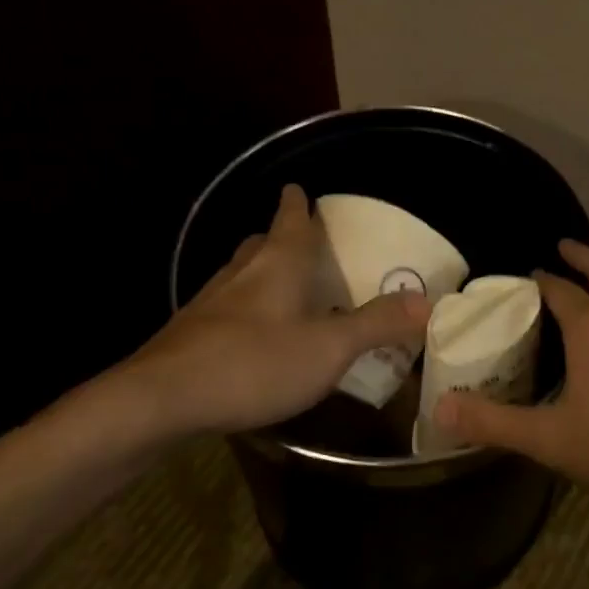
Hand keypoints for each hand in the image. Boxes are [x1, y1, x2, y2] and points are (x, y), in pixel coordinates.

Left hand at [132, 183, 430, 436]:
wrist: (162, 399)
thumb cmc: (254, 363)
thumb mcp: (328, 348)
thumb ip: (376, 324)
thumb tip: (427, 301)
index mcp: (277, 264)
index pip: (290, 219)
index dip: (297, 203)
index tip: (299, 189)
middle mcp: (241, 273)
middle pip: (261, 242)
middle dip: (279, 237)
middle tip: (301, 243)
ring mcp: (209, 302)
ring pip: (240, 273)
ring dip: (260, 272)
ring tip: (281, 286)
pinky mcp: (189, 333)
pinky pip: (224, 307)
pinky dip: (243, 309)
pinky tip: (249, 335)